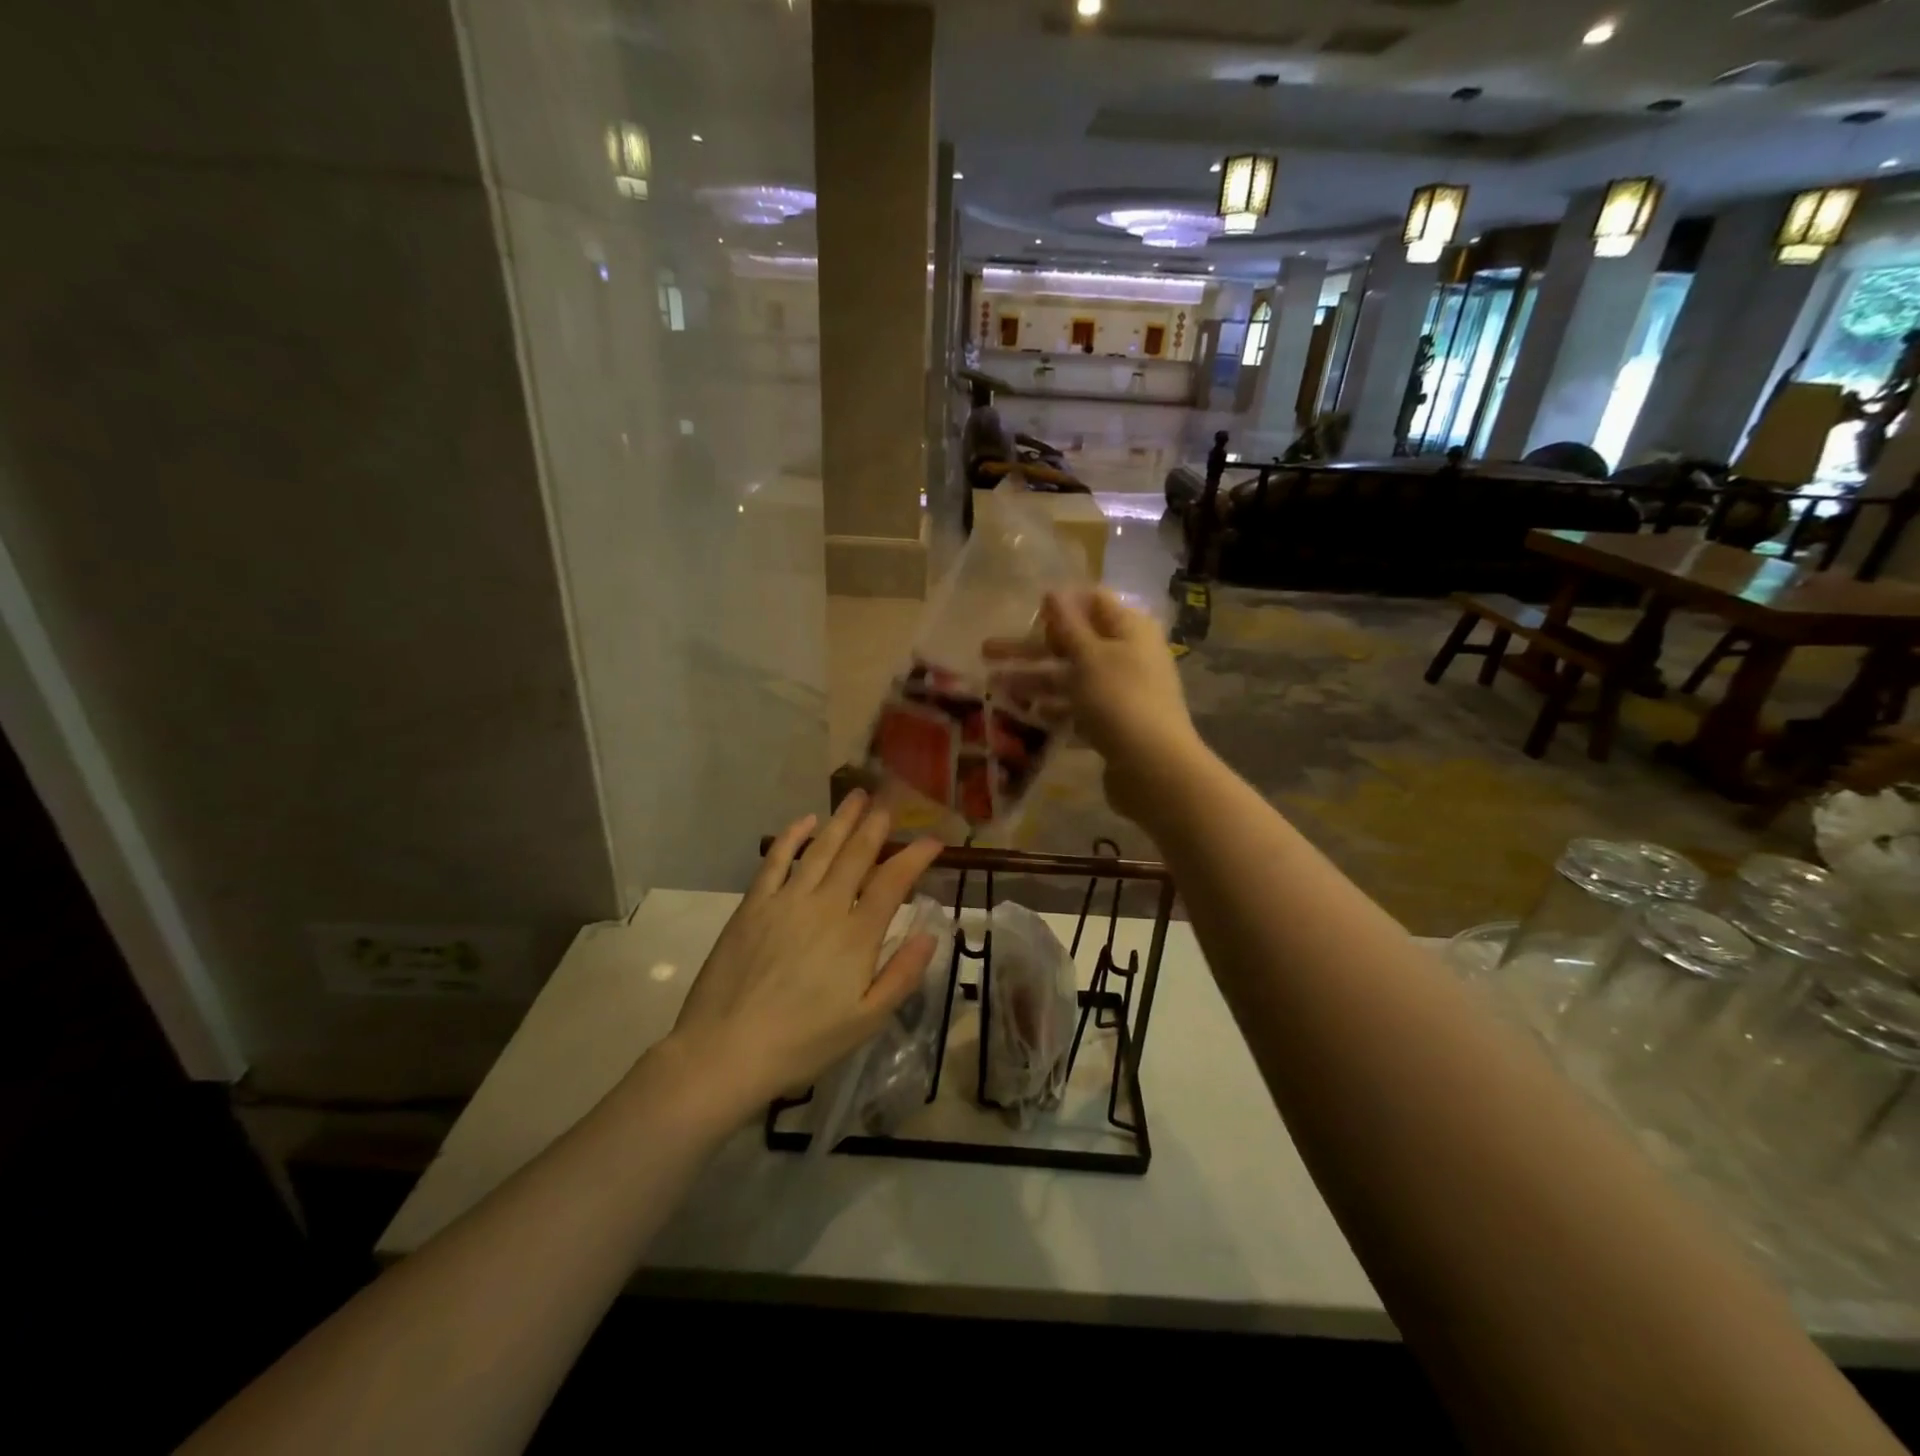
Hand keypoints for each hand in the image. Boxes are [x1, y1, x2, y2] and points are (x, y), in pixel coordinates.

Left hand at [663, 791, 943, 1122]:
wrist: (727, 1051)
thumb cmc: (803, 1042)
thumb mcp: (866, 1021)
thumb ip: (902, 975)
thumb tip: (931, 933)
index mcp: (857, 935)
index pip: (894, 881)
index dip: (916, 856)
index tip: (933, 841)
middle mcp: (826, 906)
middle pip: (857, 854)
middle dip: (877, 825)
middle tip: (891, 802)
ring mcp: (786, 901)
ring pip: (821, 848)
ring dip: (842, 820)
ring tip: (858, 796)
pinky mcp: (753, 905)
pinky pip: (775, 860)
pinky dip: (792, 837)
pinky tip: (805, 820)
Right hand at [986, 588, 1201, 824]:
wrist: (1153, 767)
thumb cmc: (1120, 699)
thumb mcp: (1090, 656)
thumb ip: (1068, 625)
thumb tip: (1054, 592)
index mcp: (1130, 629)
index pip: (1093, 602)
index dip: (1060, 605)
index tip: (1026, 613)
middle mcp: (1128, 655)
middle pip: (1074, 643)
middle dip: (1031, 648)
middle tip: (986, 652)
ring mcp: (1121, 692)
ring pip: (1071, 678)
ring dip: (1034, 679)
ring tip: (994, 686)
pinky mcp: (1114, 723)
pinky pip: (1078, 709)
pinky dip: (1054, 709)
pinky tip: (1025, 714)